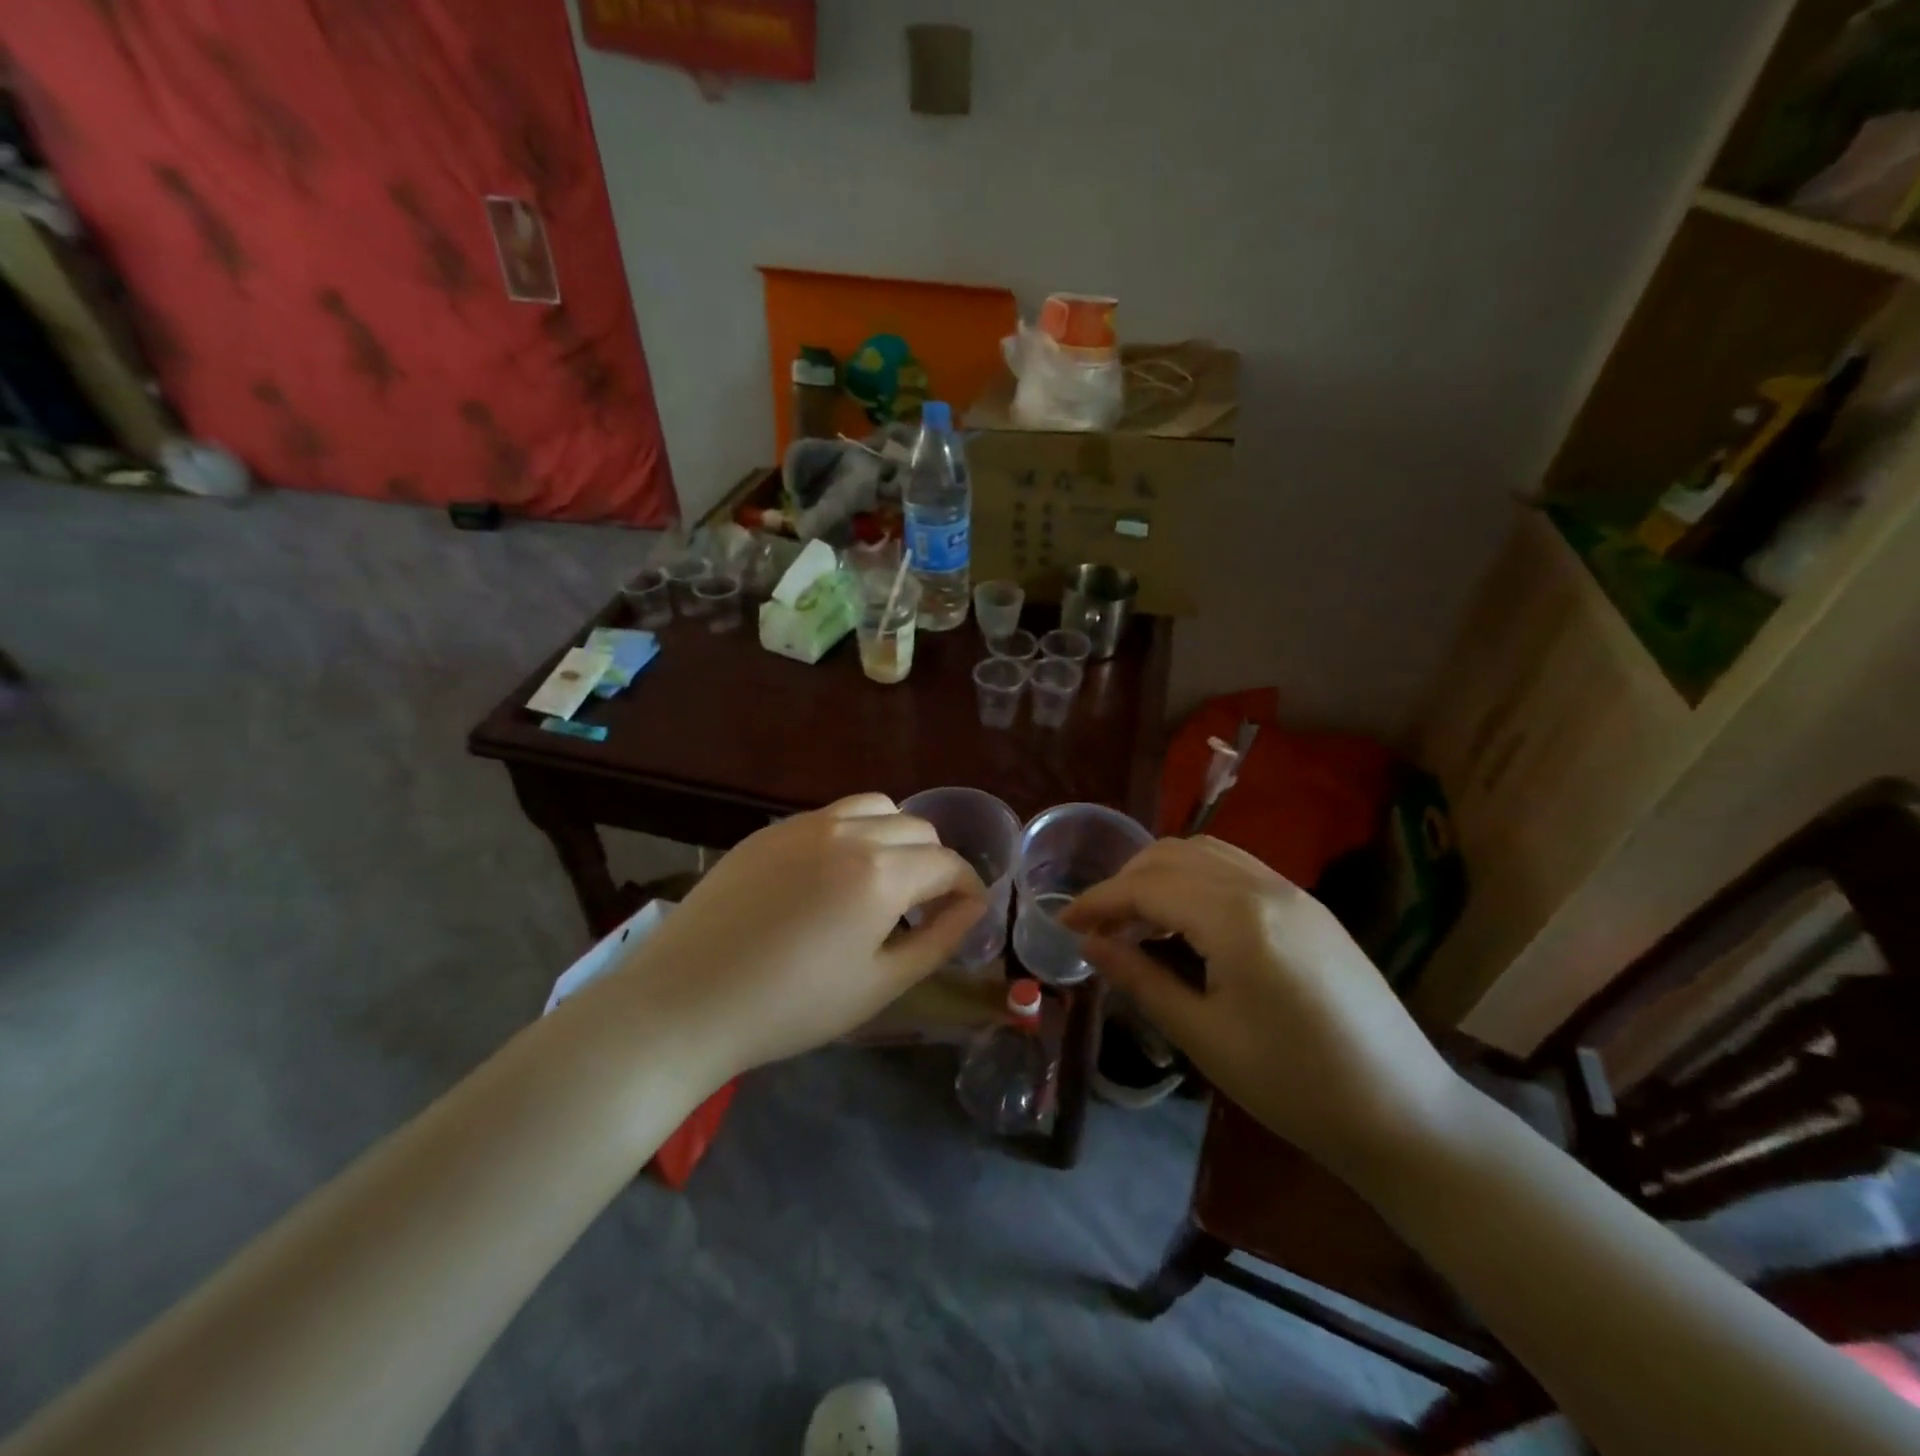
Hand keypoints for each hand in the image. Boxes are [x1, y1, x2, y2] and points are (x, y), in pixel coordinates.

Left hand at [615, 795, 985, 1076]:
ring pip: (875, 807)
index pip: (947, 863)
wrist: (686, 1001)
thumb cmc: (792, 1006)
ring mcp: (804, 824)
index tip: (968, 913)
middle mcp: (848, 832)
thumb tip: (972, 907)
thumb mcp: (879, 984)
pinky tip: (832, 876)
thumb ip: (938, 940)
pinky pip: (830, 816)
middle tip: (925, 907)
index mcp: (881, 872)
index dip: (968, 887)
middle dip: (935, 862)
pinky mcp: (769, 830)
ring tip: (883, 880)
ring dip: (896, 837)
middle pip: (917, 828)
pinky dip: (853, 833)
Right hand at [1061, 837, 1459, 1177]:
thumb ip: (1141, 980)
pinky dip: (1195, 878)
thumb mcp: (1205, 1037)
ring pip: (1205, 852)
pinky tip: (1186, 917)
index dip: (1098, 901)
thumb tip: (1091, 946)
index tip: (1063, 922)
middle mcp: (1264, 886)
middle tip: (1098, 925)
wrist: (1405, 1113)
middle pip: (1173, 855)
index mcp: (1237, 919)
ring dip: (1160, 873)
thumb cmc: (1295, 1086)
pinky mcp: (1308, 905)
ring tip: (1136, 918)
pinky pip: (1235, 867)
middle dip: (1125, 881)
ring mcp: (1292, 890)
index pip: (1147, 887)